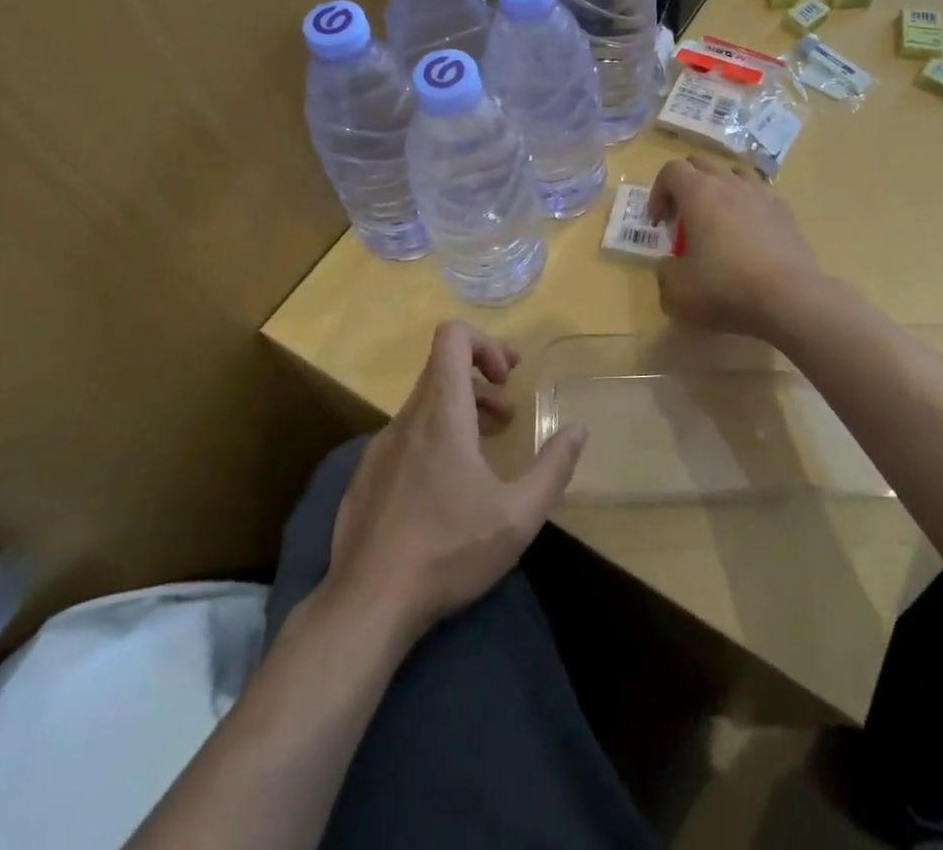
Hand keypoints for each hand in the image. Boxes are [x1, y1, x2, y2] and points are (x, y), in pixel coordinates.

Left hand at [327, 322, 585, 642]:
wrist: (366, 605)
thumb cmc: (448, 552)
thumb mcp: (518, 516)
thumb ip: (553, 468)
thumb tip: (577, 430)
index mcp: (441, 413)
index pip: (452, 336)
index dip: (485, 343)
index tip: (508, 378)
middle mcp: (407, 419)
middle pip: (442, 368)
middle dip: (481, 379)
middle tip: (509, 414)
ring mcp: (380, 447)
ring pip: (424, 404)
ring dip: (460, 411)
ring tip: (486, 447)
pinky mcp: (366, 476)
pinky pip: (406, 435)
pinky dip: (434, 438)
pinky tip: (447, 487)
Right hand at [648, 156, 822, 338]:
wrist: (790, 299)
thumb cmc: (726, 289)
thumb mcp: (677, 291)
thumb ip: (664, 271)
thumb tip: (672, 263)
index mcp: (699, 193)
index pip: (671, 170)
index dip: (658, 192)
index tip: (660, 223)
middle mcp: (730, 183)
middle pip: (701, 164)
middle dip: (685, 186)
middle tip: (683, 219)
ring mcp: (762, 194)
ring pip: (734, 172)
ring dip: (718, 188)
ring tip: (717, 218)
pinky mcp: (785, 211)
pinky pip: (760, 193)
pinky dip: (747, 204)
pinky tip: (748, 233)